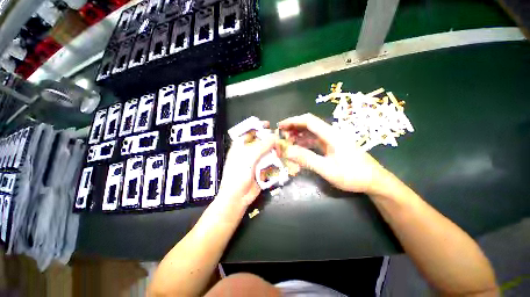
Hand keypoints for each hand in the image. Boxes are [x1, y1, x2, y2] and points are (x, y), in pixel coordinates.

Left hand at [218, 122, 275, 206]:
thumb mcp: (249, 157)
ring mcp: (255, 160)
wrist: (238, 196)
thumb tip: (274, 137)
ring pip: (266, 151)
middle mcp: (247, 151)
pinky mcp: (261, 169)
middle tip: (278, 141)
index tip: (268, 124)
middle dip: (269, 140)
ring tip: (280, 152)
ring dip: (273, 151)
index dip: (257, 127)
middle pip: (260, 141)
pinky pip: (269, 161)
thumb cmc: (238, 174)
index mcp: (240, 146)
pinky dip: (275, 160)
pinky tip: (280, 160)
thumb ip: (262, 146)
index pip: (248, 132)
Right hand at [278, 113, 386, 193]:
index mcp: (332, 135)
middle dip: (294, 128)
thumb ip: (307, 159)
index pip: (309, 121)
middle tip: (281, 135)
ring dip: (298, 135)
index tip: (280, 126)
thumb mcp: (328, 169)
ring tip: (287, 142)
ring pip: (311, 133)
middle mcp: (331, 134)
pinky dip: (304, 143)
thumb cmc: (353, 175)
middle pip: (309, 125)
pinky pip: (315, 141)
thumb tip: (287, 151)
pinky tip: (298, 148)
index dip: (293, 121)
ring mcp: (332, 140)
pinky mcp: (332, 146)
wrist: (374, 181)